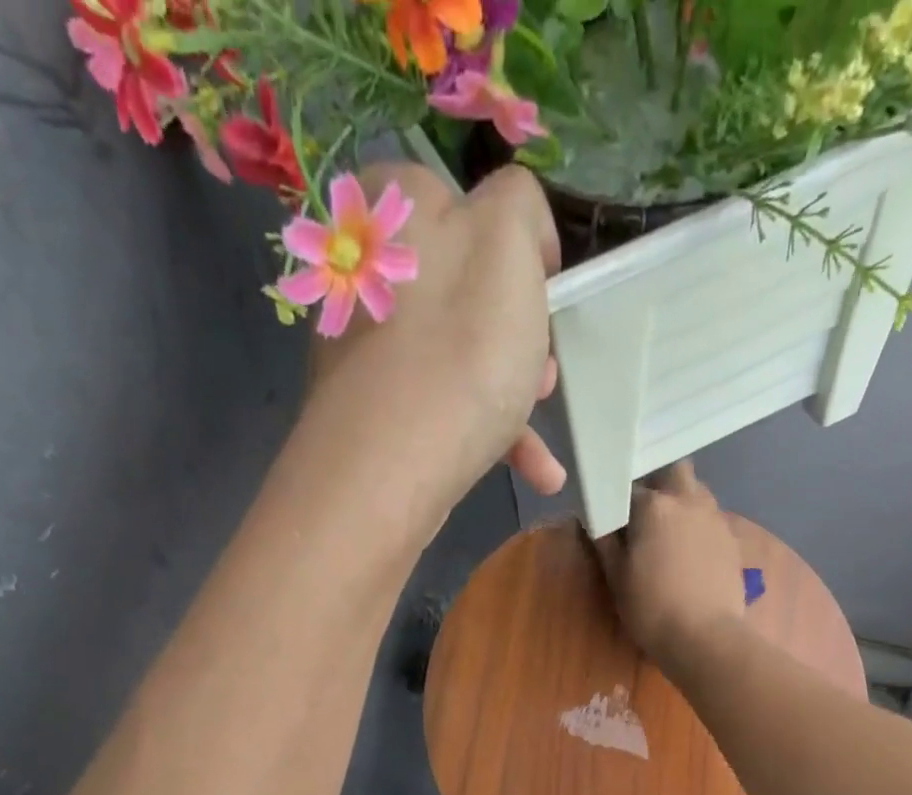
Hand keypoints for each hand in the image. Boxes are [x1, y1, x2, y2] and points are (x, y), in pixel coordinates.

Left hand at [297, 161, 564, 540]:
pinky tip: (537, 473)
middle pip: (467, 292)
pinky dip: (492, 435)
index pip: (469, 206)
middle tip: (542, 372)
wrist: (393, 466)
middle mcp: (371, 271)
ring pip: (461, 357)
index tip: (544, 299)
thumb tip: (513, 230)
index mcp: (395, 207)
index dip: (519, 253)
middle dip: (518, 336)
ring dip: (514, 394)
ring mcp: (368, 347)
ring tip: (542, 434)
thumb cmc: (462, 348)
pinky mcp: (376, 410)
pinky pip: (445, 406)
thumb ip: (519, 203)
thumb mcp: (508, 241)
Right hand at [594, 461, 748, 671]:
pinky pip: (709, 519)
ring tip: (666, 534)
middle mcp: (689, 499)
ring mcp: (715, 518)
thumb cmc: (652, 608)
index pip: (628, 486)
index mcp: (655, 505)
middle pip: (673, 470)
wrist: (705, 637)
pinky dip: (696, 526)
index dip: (617, 500)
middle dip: (658, 481)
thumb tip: (594, 518)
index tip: (611, 516)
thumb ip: (604, 541)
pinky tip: (688, 554)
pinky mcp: (731, 539)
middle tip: (643, 512)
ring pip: (696, 492)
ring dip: (680, 502)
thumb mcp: (617, 577)